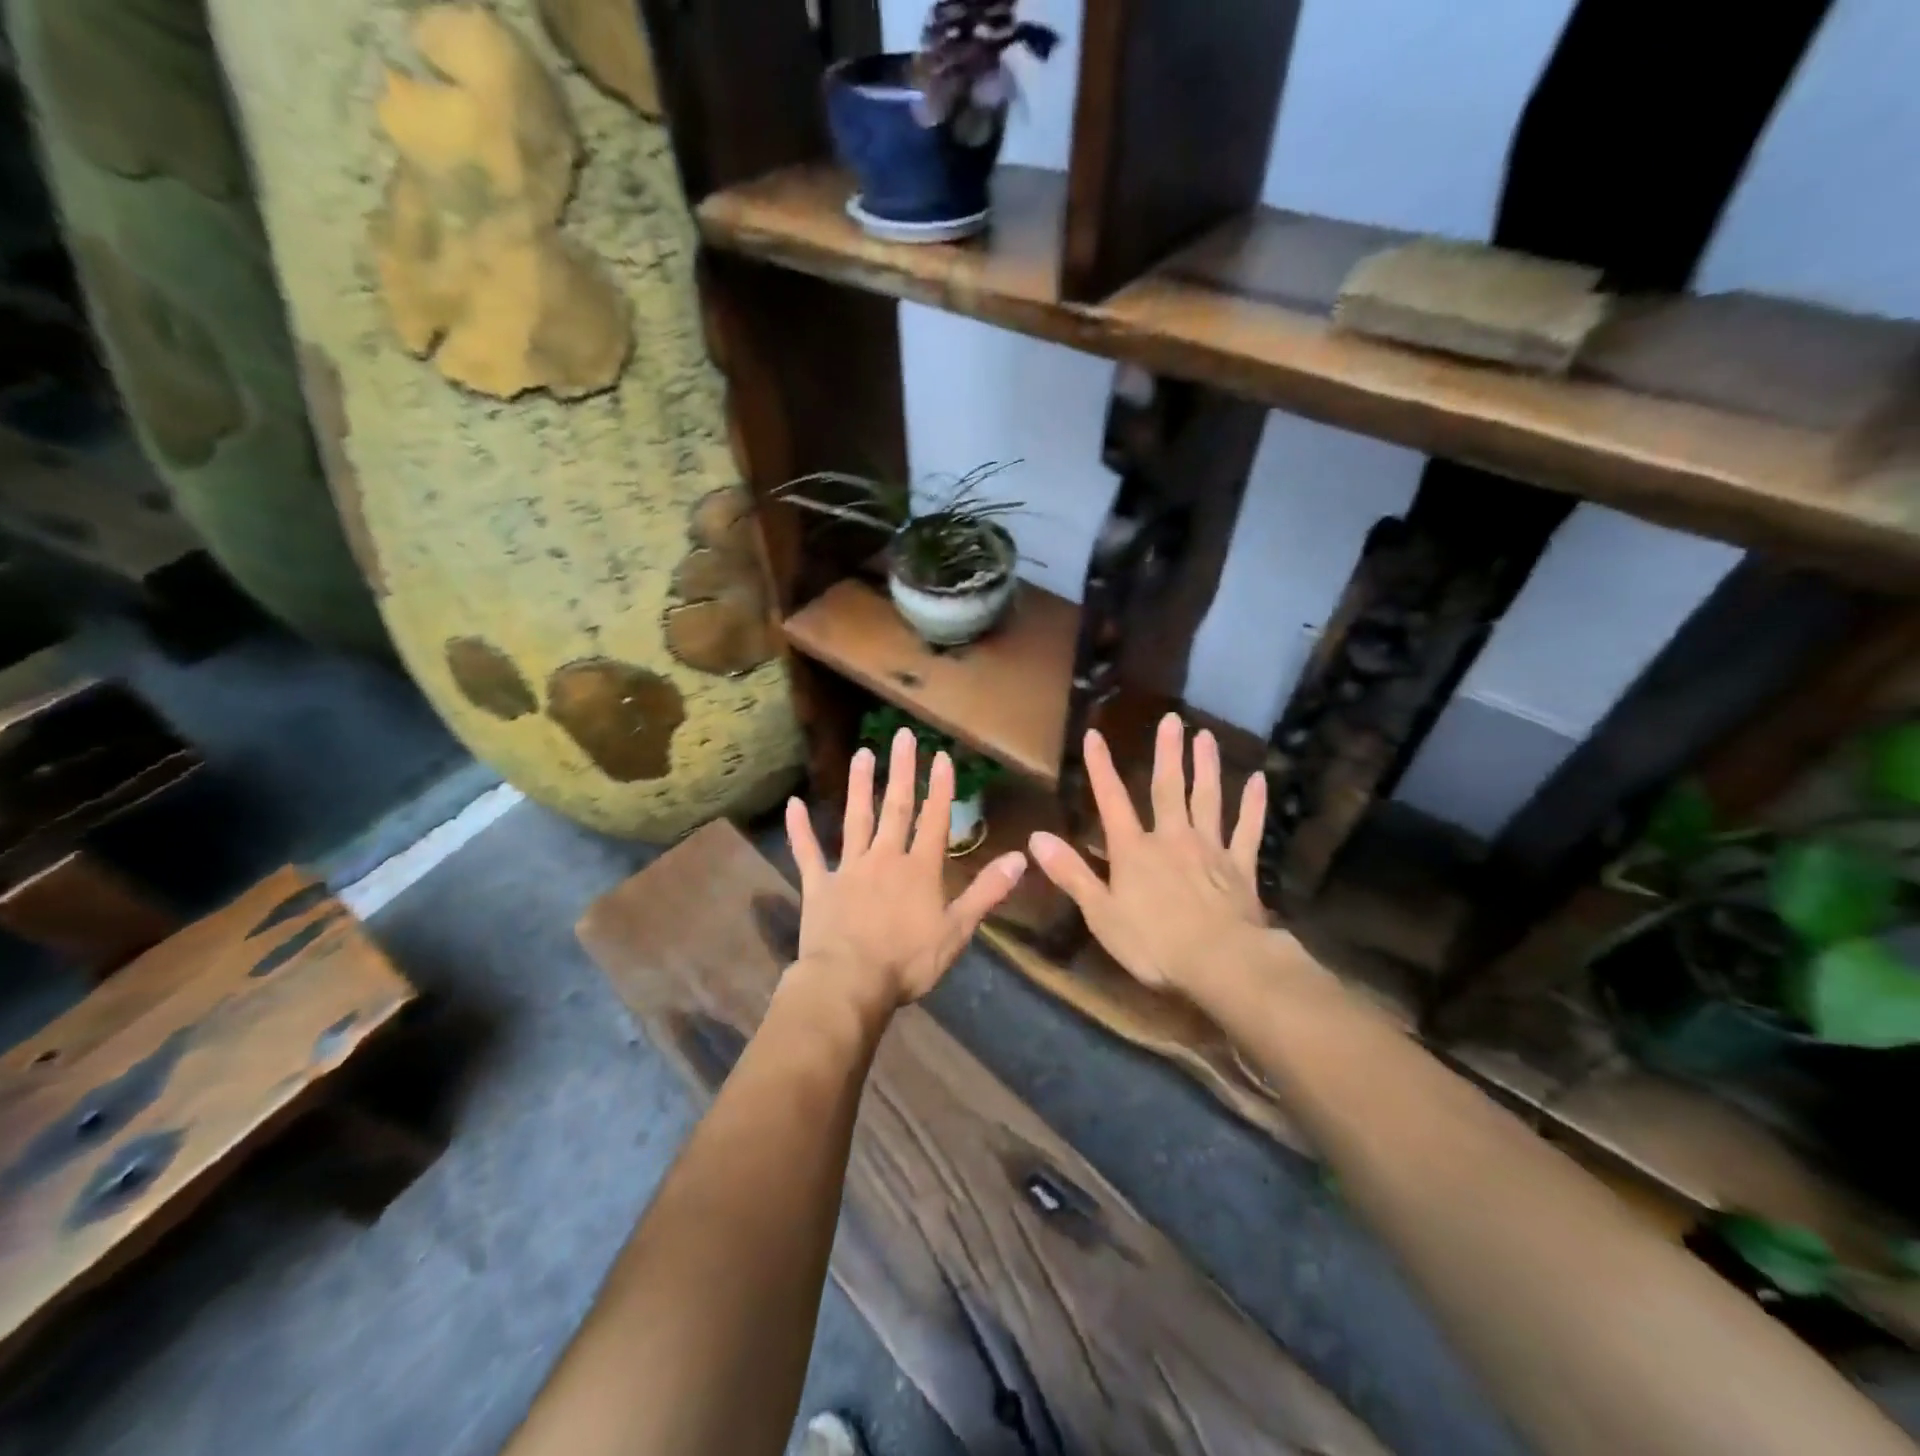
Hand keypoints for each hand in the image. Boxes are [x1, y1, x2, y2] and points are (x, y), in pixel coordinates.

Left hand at [785, 726, 1026, 1013]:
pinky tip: (793, 803)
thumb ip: (987, 892)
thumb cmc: (908, 961)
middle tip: (902, 736)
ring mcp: (848, 869)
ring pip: (856, 819)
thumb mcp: (957, 931)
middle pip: (895, 808)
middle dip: (901, 771)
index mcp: (920, 869)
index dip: (940, 788)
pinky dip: (799, 829)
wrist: (850, 984)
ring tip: (861, 754)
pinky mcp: (818, 885)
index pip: (934, 820)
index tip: (941, 755)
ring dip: (858, 786)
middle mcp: (885, 858)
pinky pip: (807, 852)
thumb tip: (1020, 858)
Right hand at [1029, 713, 1267, 994]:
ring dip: (1207, 767)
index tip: (1095, 735)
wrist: (1221, 962)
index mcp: (1134, 850)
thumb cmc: (1153, 943)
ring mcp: (1210, 849)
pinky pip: (1248, 830)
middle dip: (1167, 753)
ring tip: (1206, 737)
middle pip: (1168, 789)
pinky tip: (1260, 782)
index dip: (1101, 768)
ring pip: (1208, 799)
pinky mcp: (1241, 867)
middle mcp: (1172, 838)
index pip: (1112, 801)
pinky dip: (1254, 806)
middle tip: (1172, 719)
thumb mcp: (1101, 913)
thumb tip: (1035, 838)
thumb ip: (1071, 873)